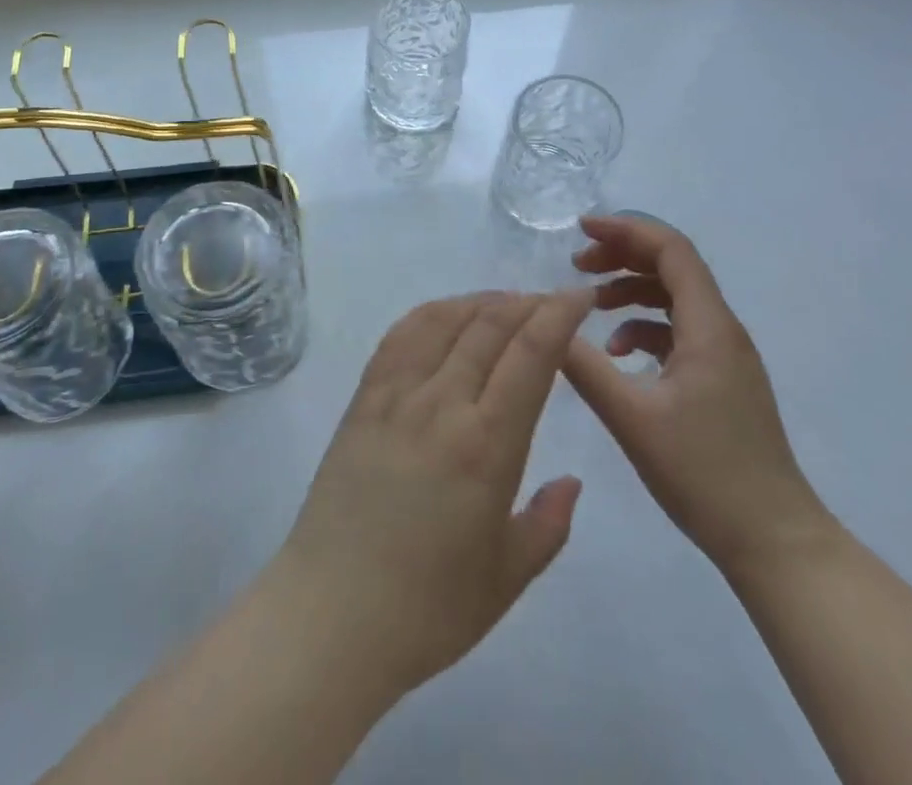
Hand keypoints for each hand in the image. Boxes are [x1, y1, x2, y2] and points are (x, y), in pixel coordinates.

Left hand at [269, 290, 592, 694]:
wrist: (332, 613)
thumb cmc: (428, 608)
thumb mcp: (507, 578)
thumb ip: (548, 524)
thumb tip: (571, 481)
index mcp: (487, 445)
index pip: (530, 354)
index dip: (559, 315)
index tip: (580, 297)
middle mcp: (442, 403)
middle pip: (490, 326)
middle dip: (528, 303)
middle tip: (552, 302)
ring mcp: (396, 395)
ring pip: (445, 320)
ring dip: (482, 301)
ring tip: (506, 303)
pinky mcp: (363, 398)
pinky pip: (401, 336)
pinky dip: (432, 313)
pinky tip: (447, 315)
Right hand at [562, 214, 832, 575]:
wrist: (774, 542)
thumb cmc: (705, 474)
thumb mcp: (632, 418)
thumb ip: (585, 366)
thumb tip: (547, 323)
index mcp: (709, 327)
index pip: (671, 250)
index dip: (626, 230)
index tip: (581, 231)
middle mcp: (722, 329)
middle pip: (672, 266)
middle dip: (622, 256)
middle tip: (577, 265)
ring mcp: (725, 356)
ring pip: (674, 298)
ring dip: (630, 290)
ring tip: (589, 304)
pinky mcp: (721, 379)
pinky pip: (678, 330)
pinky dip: (643, 327)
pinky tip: (617, 353)